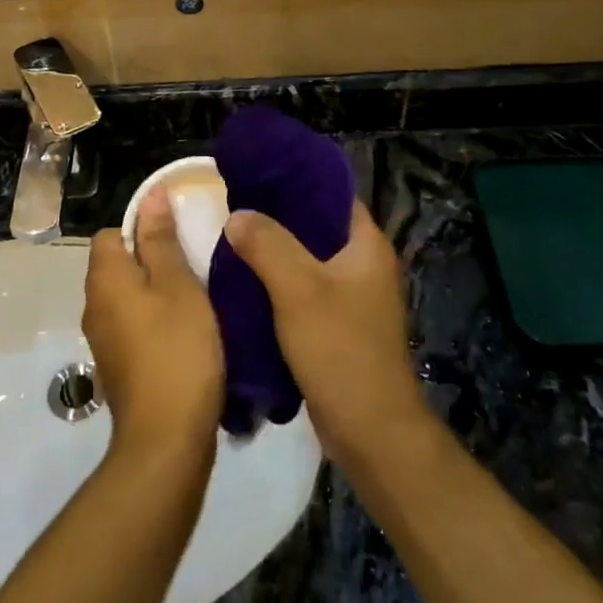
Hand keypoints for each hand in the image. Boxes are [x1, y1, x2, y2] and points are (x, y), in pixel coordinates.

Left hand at [85, 192, 224, 457]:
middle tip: (194, 265)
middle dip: (153, 259)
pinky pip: (133, 325)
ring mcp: (103, 340)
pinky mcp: (118, 367)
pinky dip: (155, 321)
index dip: (142, 228)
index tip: (178, 238)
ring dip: (156, 292)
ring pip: (127, 297)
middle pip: (118, 264)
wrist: (166, 439)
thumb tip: (150, 196)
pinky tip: (186, 332)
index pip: (110, 233)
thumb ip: (161, 240)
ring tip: (196, 297)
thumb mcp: (178, 285)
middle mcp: (94, 306)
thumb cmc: (177, 350)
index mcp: (104, 279)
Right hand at [224, 201, 427, 464]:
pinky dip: (276, 280)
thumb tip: (237, 215)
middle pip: (315, 224)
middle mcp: (363, 263)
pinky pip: (302, 288)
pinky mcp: (337, 324)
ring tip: (231, 235)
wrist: (371, 431)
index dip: (296, 177)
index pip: (332, 192)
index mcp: (366, 244)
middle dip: (276, 214)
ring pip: (306, 258)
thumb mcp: (298, 290)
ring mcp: (351, 295)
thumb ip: (267, 244)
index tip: (256, 170)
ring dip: (273, 249)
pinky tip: (243, 279)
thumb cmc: (340, 350)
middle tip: (233, 202)